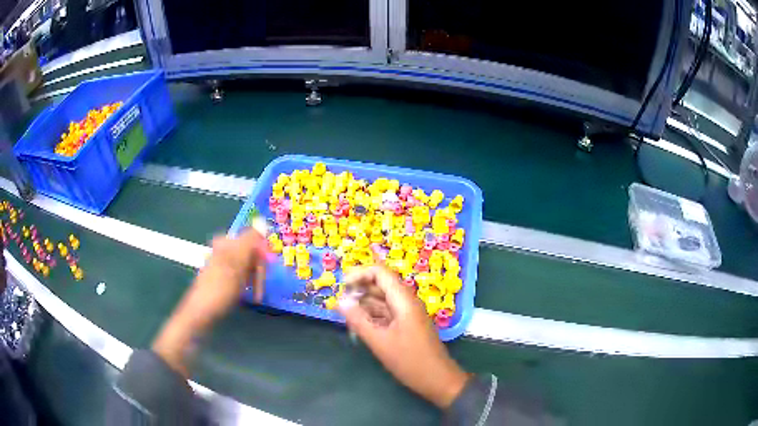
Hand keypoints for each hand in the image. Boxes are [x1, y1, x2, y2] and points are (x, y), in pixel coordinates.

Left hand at [153, 227, 267, 376]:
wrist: (200, 311)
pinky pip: (240, 273)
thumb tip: (262, 220)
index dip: (263, 256)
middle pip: (251, 253)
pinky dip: (245, 282)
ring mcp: (222, 261)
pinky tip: (245, 293)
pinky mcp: (221, 274)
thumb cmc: (220, 289)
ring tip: (253, 294)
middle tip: (259, 290)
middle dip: (258, 270)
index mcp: (227, 241)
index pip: (254, 240)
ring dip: (253, 278)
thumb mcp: (236, 263)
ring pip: (247, 265)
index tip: (268, 273)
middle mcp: (224, 247)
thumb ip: (250, 241)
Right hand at [338, 266, 469, 407]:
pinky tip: (358, 324)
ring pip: (383, 300)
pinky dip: (372, 315)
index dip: (360, 274)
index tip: (342, 285)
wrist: (437, 379)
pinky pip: (386, 313)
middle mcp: (407, 302)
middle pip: (381, 284)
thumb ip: (358, 320)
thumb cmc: (409, 361)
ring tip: (344, 313)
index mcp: (404, 300)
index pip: (381, 273)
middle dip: (360, 288)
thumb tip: (339, 300)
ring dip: (364, 303)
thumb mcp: (379, 341)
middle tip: (339, 301)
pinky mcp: (406, 326)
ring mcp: (407, 314)